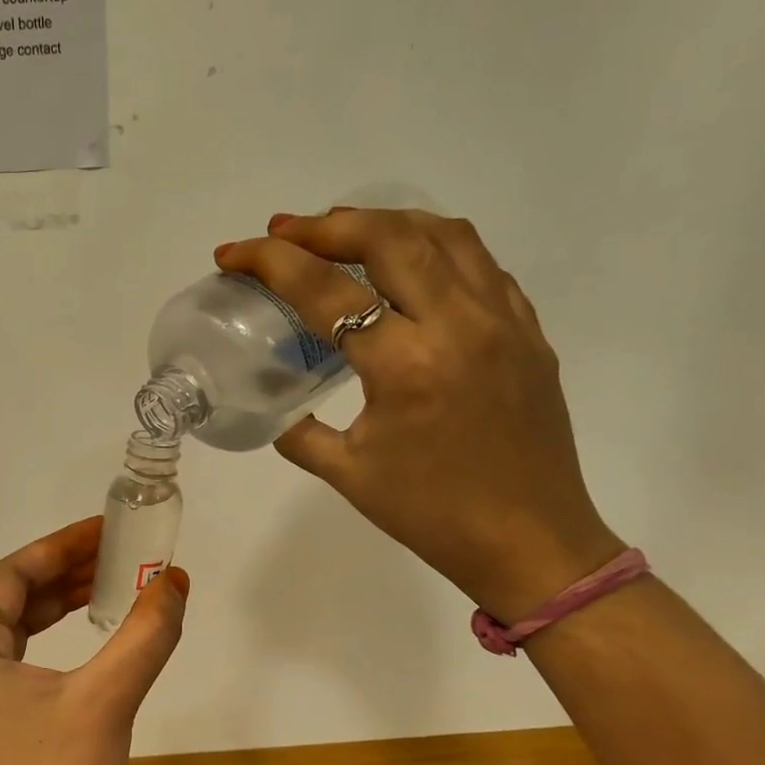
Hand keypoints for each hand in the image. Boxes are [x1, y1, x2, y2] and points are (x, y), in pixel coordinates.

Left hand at [0, 517, 189, 764]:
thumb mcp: (108, 699)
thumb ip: (145, 634)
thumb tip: (176, 581)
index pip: (5, 577)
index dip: (55, 548)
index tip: (103, 532)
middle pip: (1, 599)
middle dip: (56, 572)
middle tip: (110, 555)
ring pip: (5, 630)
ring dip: (51, 603)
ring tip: (104, 587)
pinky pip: (8, 661)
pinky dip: (43, 638)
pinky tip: (79, 637)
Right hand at [215, 208, 620, 621]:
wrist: (531, 542)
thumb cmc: (433, 515)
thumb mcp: (348, 476)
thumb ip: (299, 433)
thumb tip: (277, 409)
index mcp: (404, 366)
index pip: (325, 290)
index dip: (270, 262)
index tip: (233, 253)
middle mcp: (458, 325)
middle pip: (388, 236)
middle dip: (325, 225)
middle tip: (285, 232)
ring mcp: (502, 320)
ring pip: (443, 234)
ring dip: (383, 222)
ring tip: (343, 233)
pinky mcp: (528, 329)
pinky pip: (480, 263)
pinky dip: (435, 247)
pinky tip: (410, 267)